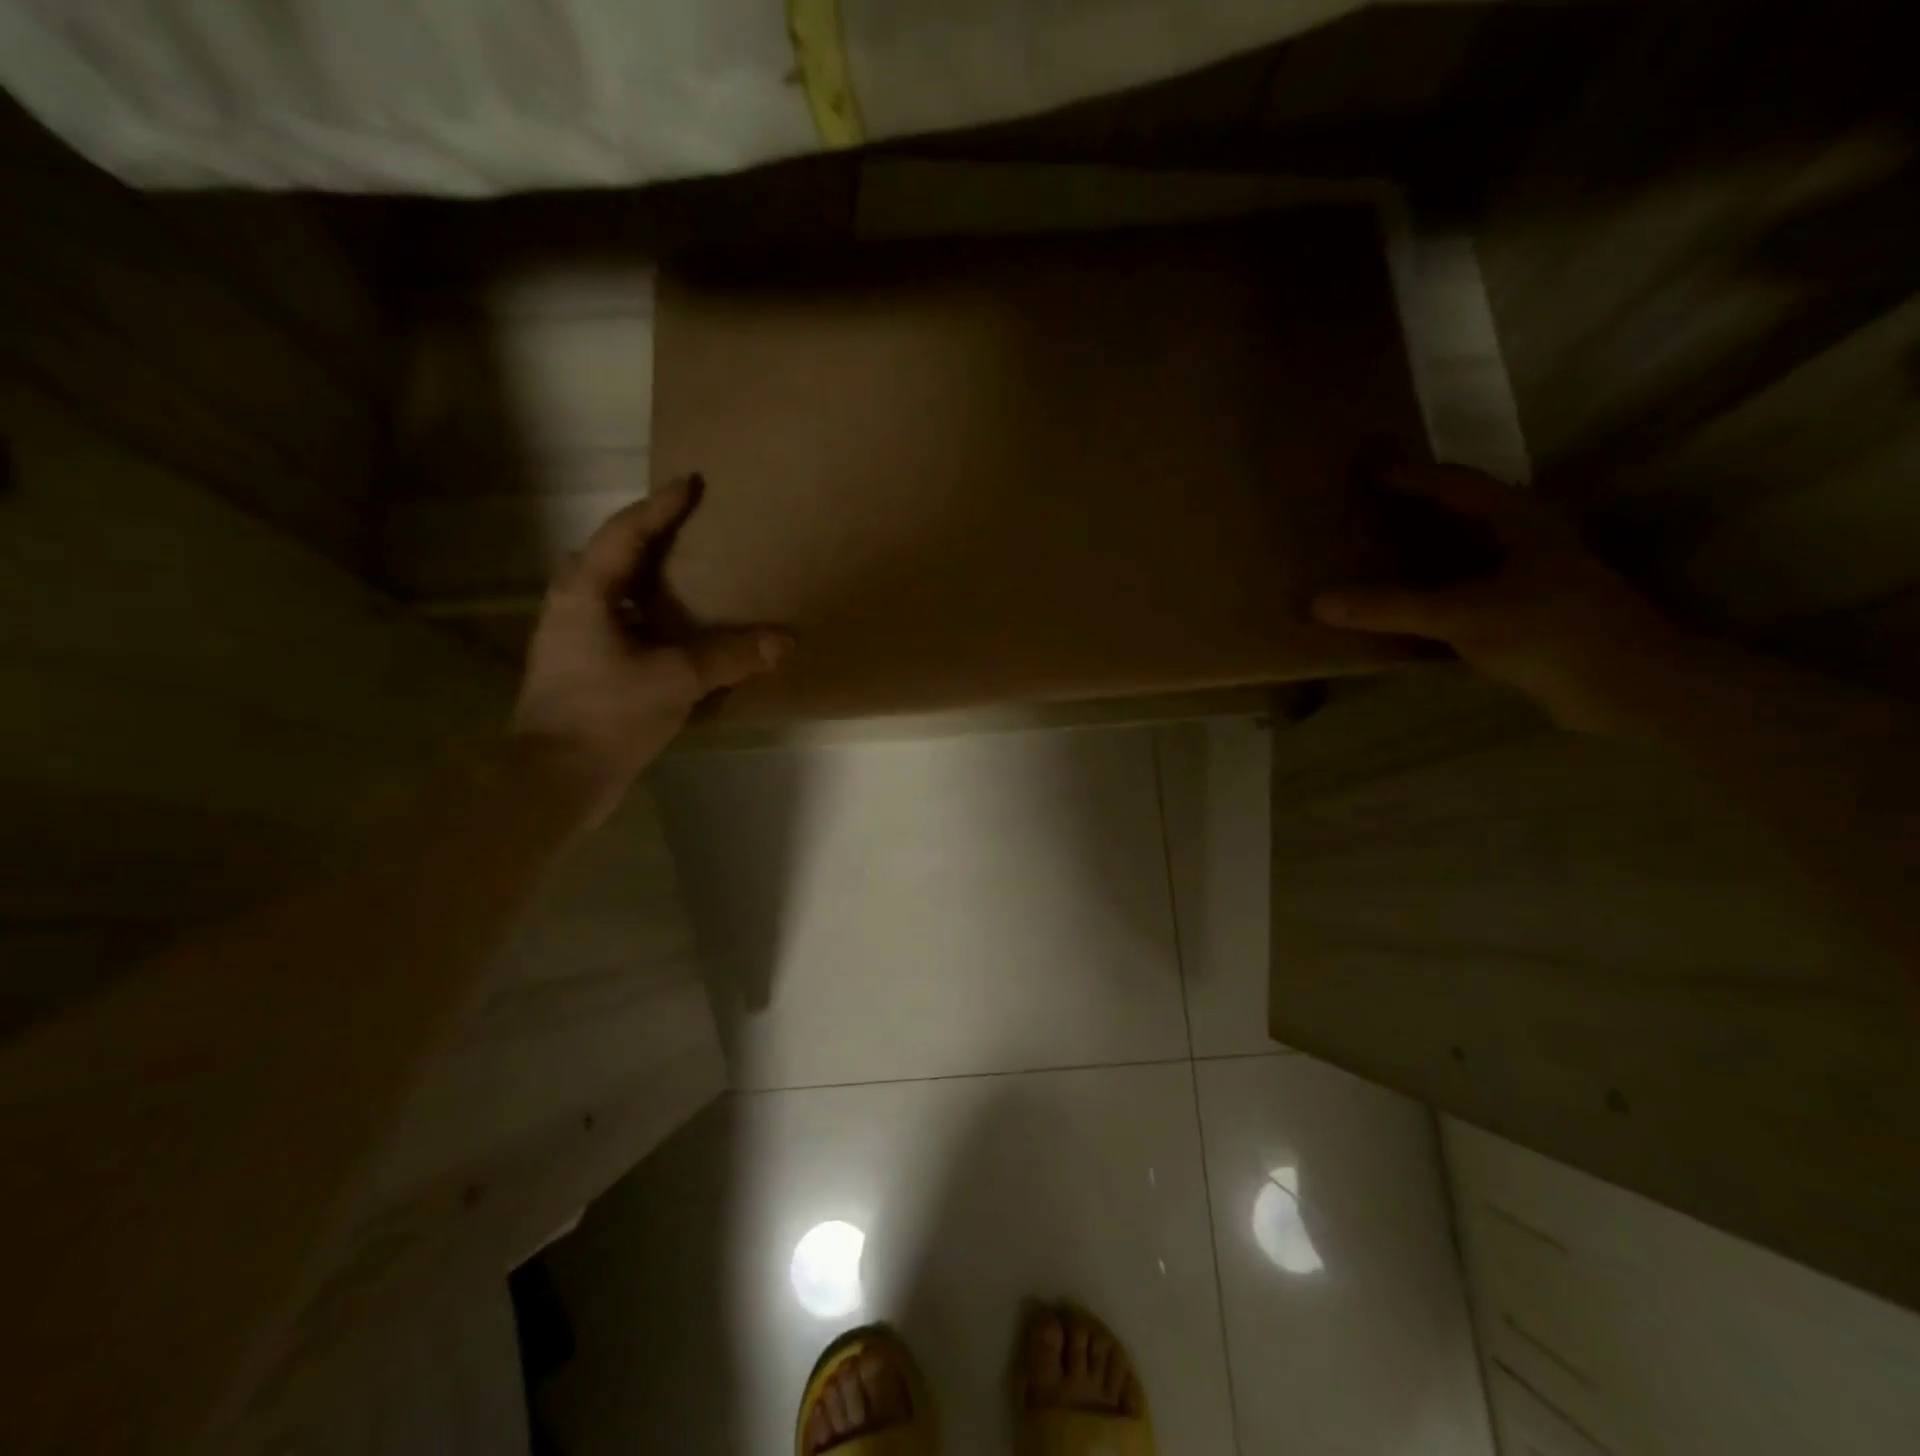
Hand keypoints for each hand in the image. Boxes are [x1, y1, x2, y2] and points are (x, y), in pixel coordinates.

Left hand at [511, 475, 790, 819]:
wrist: (555, 780)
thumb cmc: (607, 714)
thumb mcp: (677, 679)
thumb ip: (730, 656)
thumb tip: (785, 641)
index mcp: (587, 593)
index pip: (627, 533)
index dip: (661, 506)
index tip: (691, 483)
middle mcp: (572, 608)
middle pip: (612, 558)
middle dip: (648, 540)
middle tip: (688, 530)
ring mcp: (573, 642)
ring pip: (614, 596)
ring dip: (647, 584)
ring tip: (688, 580)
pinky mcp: (582, 673)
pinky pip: (620, 629)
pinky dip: (650, 623)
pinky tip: (678, 639)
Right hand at [1311, 464, 1686, 732]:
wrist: (1627, 687)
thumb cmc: (1551, 633)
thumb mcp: (1463, 616)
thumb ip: (1390, 608)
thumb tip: (1317, 602)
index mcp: (1518, 520)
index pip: (1455, 484)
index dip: (1409, 476)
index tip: (1365, 473)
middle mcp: (1524, 539)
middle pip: (1458, 512)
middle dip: (1410, 510)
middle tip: (1361, 512)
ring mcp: (1527, 576)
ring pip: (1462, 552)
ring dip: (1419, 551)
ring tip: (1371, 555)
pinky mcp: (1524, 612)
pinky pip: (1464, 587)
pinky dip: (1430, 589)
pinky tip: (1403, 605)